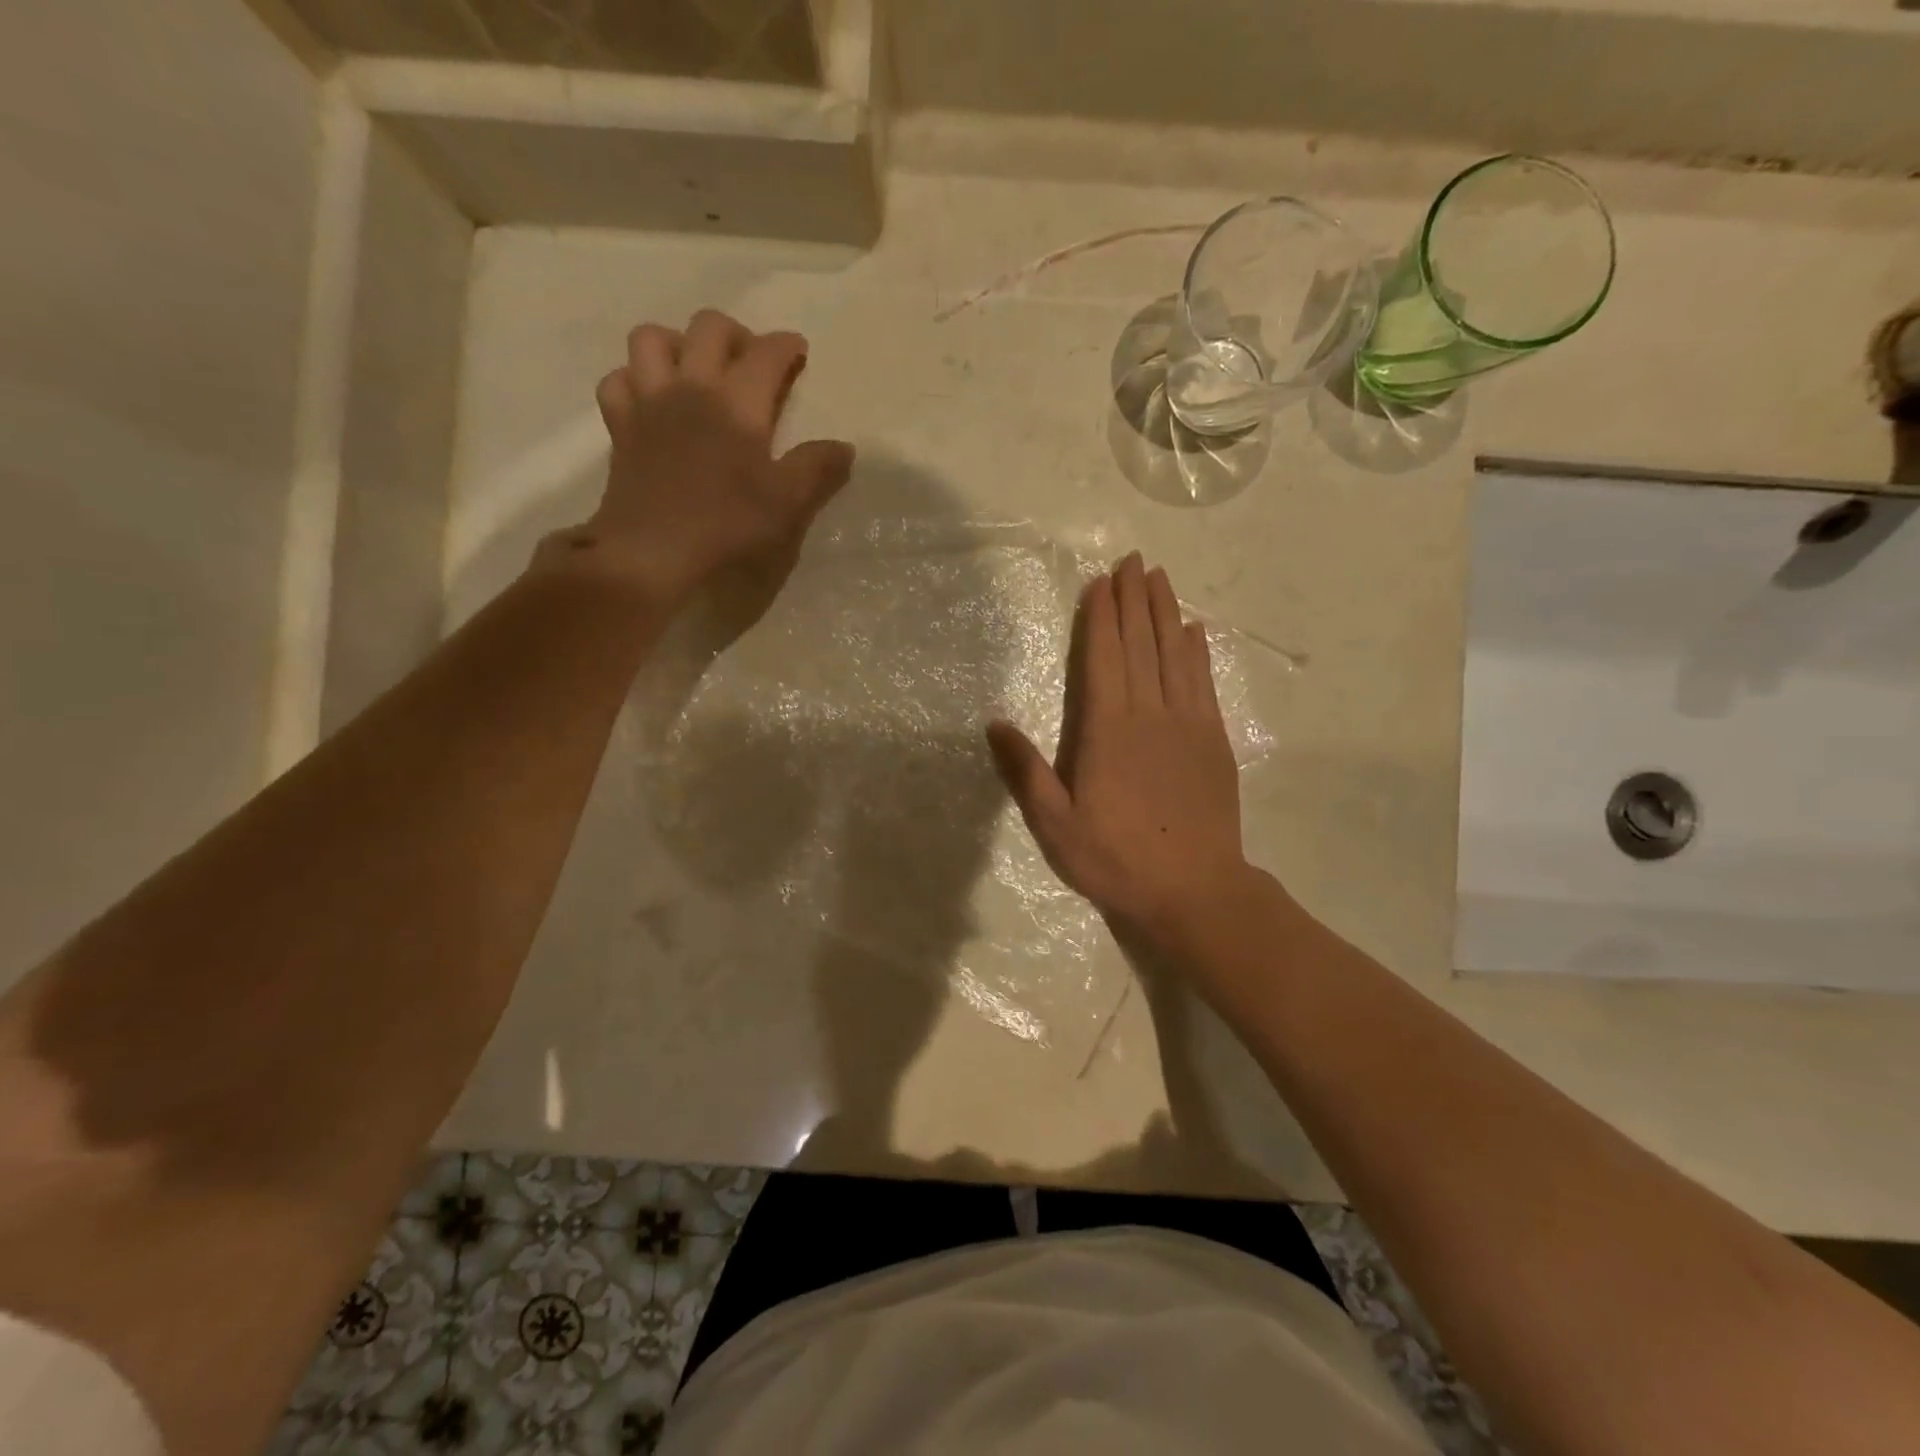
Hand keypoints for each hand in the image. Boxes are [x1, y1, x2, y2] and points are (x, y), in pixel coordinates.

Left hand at [573, 309, 854, 606]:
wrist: (652, 551)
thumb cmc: (727, 525)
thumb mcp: (786, 504)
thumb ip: (817, 469)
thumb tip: (844, 447)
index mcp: (737, 402)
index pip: (766, 353)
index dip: (787, 347)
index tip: (799, 353)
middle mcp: (691, 386)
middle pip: (708, 327)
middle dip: (736, 334)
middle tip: (751, 361)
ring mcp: (648, 402)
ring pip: (652, 339)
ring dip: (677, 343)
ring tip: (695, 370)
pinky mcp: (620, 426)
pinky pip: (619, 380)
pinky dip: (634, 379)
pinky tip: (650, 399)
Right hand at [987, 553, 1252, 942]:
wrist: (1195, 891)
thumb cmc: (1116, 859)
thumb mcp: (1055, 826)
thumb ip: (1025, 772)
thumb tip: (994, 723)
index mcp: (1108, 731)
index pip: (1104, 659)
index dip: (1102, 618)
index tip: (1101, 582)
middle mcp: (1150, 715)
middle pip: (1142, 645)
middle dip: (1135, 600)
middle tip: (1134, 561)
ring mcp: (1188, 725)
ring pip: (1176, 655)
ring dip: (1167, 613)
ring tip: (1161, 579)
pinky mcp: (1214, 740)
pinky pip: (1204, 683)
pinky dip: (1198, 652)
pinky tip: (1195, 631)